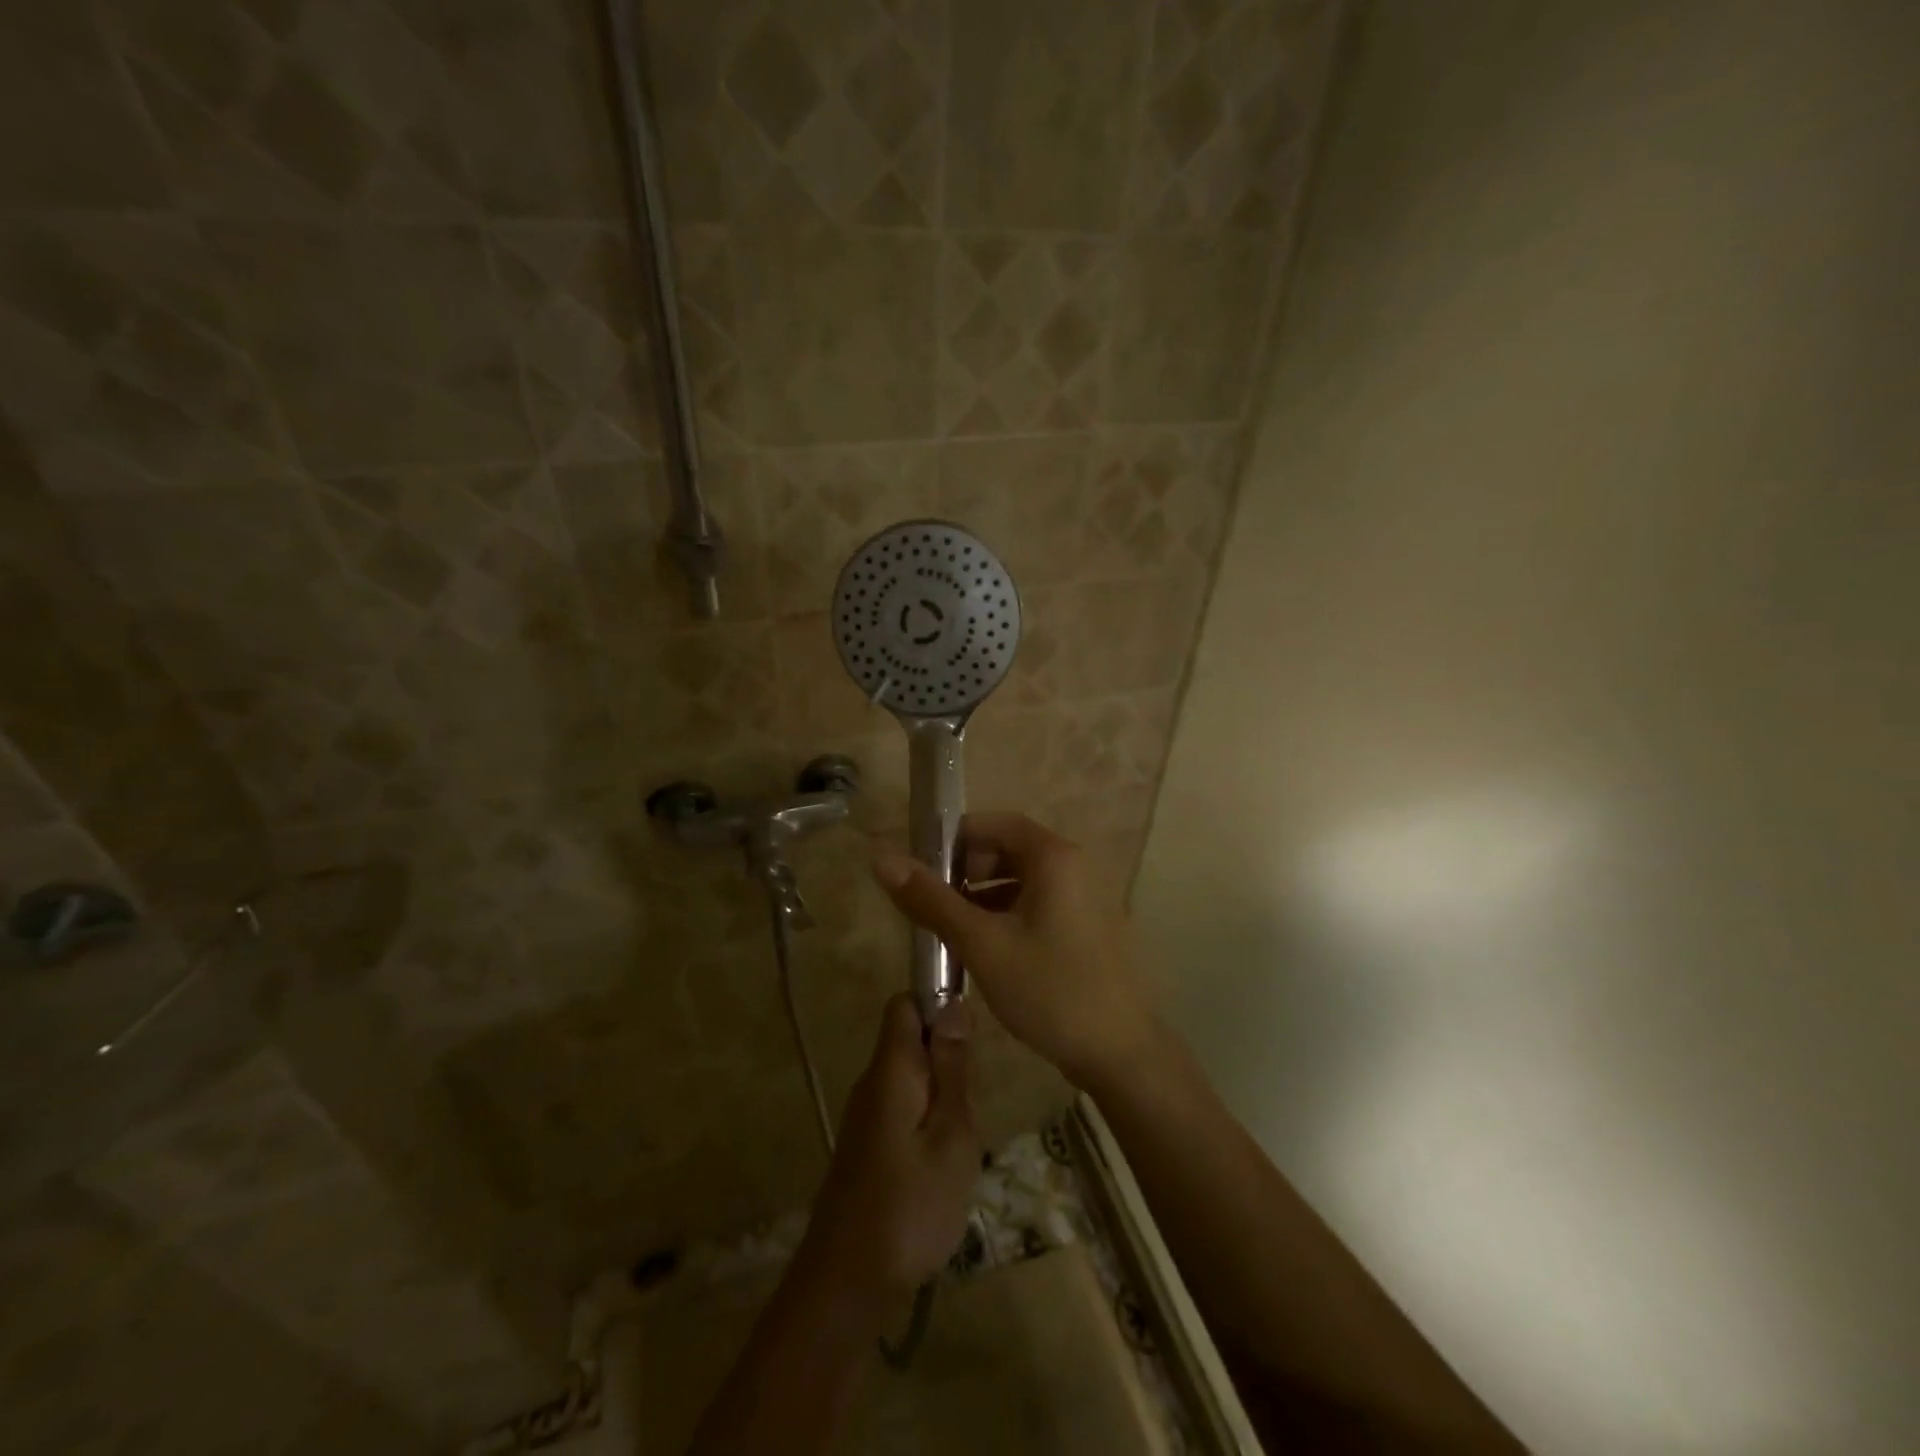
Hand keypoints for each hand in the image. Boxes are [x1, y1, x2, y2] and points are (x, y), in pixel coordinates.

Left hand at [800, 995, 980, 1306]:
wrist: (847, 1282)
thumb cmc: (911, 1205)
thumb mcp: (951, 1134)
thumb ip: (952, 1068)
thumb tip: (953, 1004)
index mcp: (891, 1068)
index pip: (906, 1003)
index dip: (938, 1003)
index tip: (970, 1039)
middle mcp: (872, 1082)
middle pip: (910, 1040)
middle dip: (947, 1059)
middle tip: (971, 1107)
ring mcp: (866, 1116)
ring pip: (911, 1078)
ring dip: (941, 1097)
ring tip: (961, 1143)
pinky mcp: (866, 1145)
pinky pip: (903, 1110)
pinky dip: (927, 1123)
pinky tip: (942, 1165)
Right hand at [872, 813, 1159, 1092]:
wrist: (1119, 1052)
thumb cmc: (1049, 989)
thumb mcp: (982, 944)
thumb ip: (932, 901)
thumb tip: (882, 860)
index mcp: (1054, 857)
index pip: (995, 823)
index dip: (955, 839)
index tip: (922, 869)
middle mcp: (1074, 866)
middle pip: (1008, 848)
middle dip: (967, 870)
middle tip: (935, 905)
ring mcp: (1084, 897)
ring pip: (1021, 879)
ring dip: (983, 894)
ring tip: (951, 930)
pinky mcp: (1085, 925)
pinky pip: (1038, 903)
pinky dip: (1007, 913)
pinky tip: (985, 948)